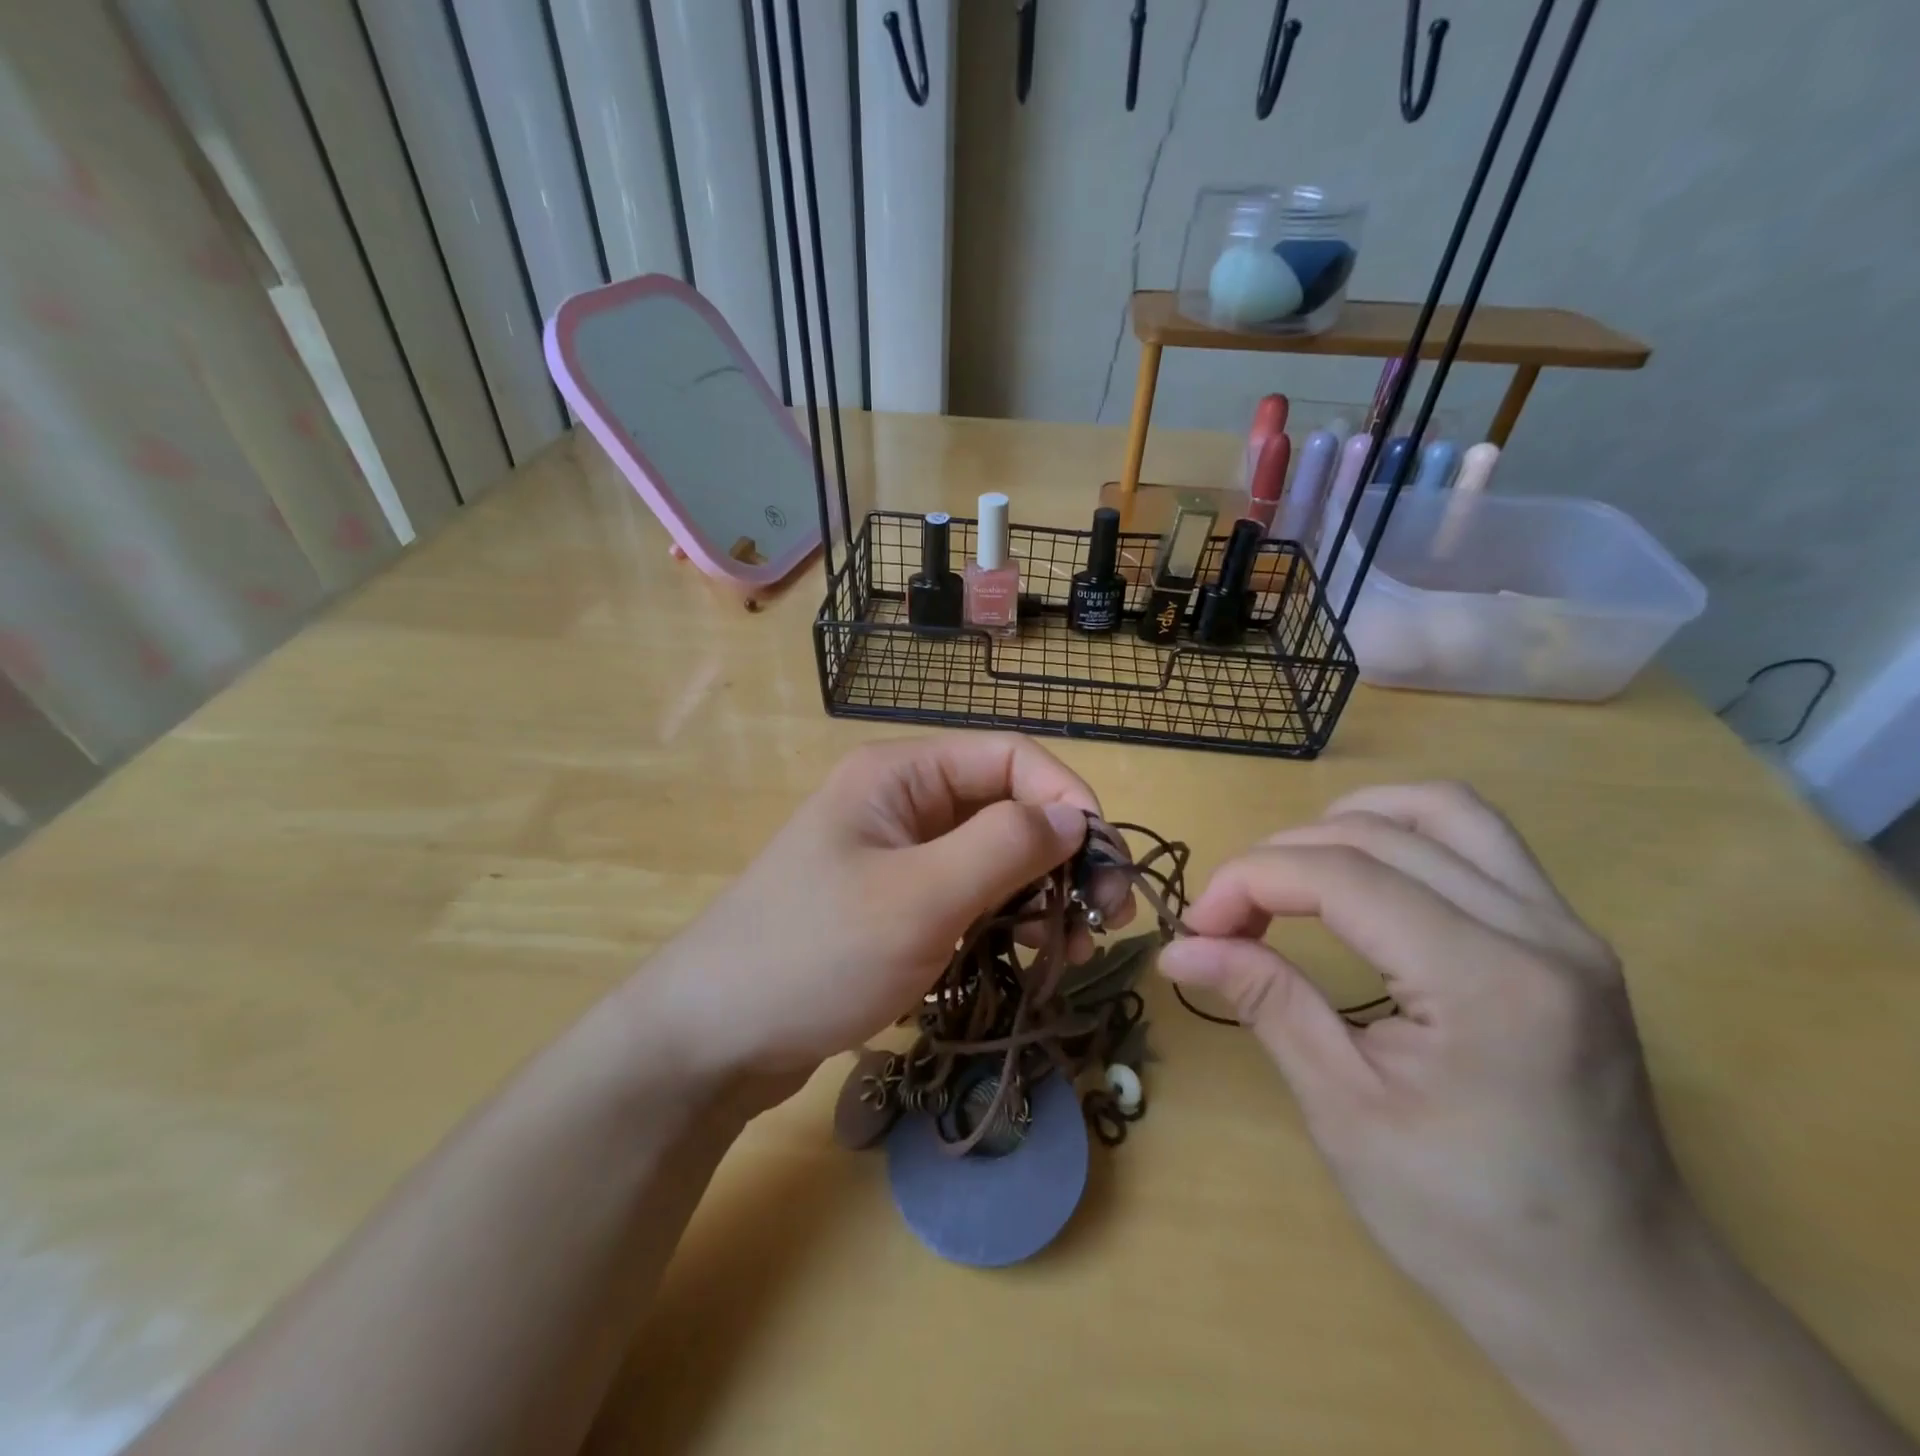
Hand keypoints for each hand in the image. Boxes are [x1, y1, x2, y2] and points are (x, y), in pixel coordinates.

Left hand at [641, 734, 1129, 1098]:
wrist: (713, 1038)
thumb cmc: (814, 955)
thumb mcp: (919, 898)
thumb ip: (1004, 847)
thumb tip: (1076, 817)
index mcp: (902, 775)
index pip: (1011, 758)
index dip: (1068, 799)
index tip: (1106, 865)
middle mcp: (903, 803)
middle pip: (1007, 807)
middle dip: (1063, 856)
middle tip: (1105, 920)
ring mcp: (898, 856)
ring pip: (993, 857)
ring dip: (1041, 894)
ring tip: (1071, 951)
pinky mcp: (896, 905)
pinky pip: (969, 896)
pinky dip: (1006, 920)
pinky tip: (1030, 957)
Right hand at [1158, 782, 1692, 1380]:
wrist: (1624, 1308)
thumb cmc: (1471, 1228)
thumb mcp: (1345, 1114)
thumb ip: (1265, 1002)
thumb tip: (1180, 947)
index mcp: (1489, 984)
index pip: (1342, 876)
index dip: (1249, 881)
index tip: (1197, 926)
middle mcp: (1542, 932)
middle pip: (1379, 834)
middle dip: (1281, 856)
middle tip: (1228, 916)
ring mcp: (1567, 928)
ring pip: (1441, 809)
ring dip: (1347, 822)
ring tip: (1290, 873)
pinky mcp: (1567, 937)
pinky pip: (1477, 841)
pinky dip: (1400, 835)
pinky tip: (1361, 876)